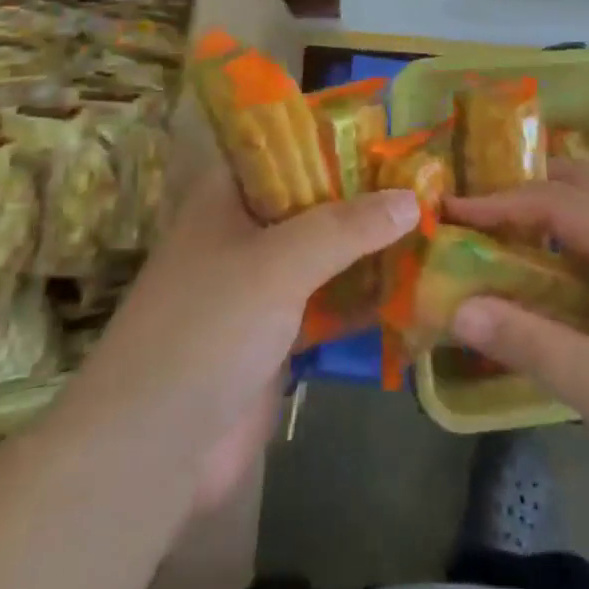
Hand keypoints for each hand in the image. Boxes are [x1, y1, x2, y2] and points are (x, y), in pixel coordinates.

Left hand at [75, 169, 418, 512]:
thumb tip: (413, 197)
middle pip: (314, 201)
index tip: (395, 140)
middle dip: (366, 197)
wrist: (153, 449)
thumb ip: (347, 226)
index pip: (287, 149)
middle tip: (431, 184)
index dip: (338, 140)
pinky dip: (364, 295)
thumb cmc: (208, 327)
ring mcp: (261, 286)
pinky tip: (415, 287)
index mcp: (228, 197)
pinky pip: (330, 302)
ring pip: (326, 253)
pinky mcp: (277, 335)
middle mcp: (244, 232)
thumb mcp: (280, 261)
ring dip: (371, 247)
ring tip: (436, 228)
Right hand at [448, 160, 588, 524]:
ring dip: (553, 210)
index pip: (561, 204)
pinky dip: (573, 240)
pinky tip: (550, 270)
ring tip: (503, 230)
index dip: (503, 202)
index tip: (454, 210)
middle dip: (530, 187)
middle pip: (586, 187)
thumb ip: (529, 343)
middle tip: (478, 207)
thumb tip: (459, 309)